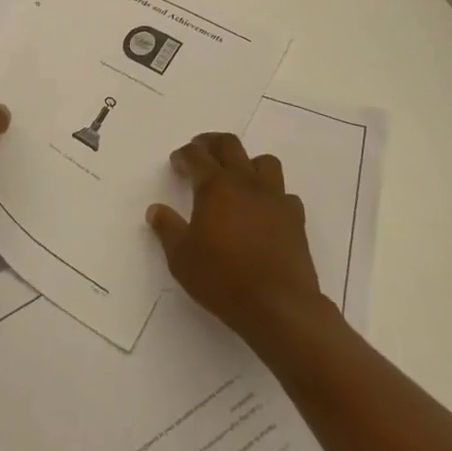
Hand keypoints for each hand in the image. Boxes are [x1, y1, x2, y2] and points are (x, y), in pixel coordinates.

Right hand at [147, 133, 327, 346]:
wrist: (279, 307)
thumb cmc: (223, 279)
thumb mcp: (181, 257)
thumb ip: (167, 228)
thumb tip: (155, 210)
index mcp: (215, 186)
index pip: (196, 155)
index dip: (183, 155)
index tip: (177, 164)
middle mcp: (246, 182)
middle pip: (229, 144)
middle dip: (211, 143)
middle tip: (201, 153)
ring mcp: (274, 198)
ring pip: (264, 161)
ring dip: (247, 163)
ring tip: (236, 178)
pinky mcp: (296, 218)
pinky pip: (284, 193)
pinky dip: (271, 195)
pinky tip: (263, 211)